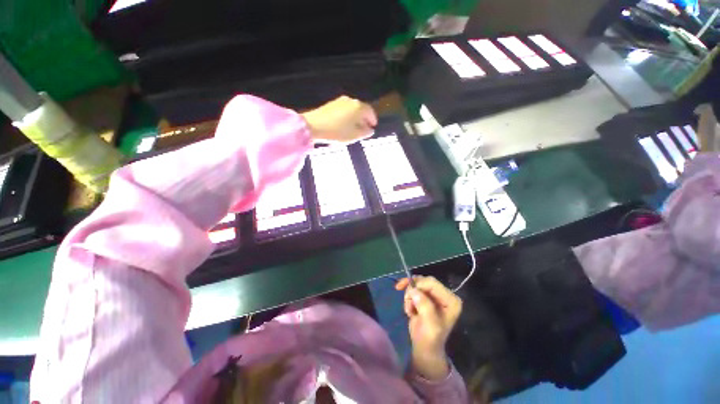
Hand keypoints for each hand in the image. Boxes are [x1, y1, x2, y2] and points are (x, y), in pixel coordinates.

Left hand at [301, 96, 376, 144]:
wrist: (313, 126)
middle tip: (364, 128)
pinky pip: (344, 110)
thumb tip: (370, 130)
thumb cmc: (338, 132)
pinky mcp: (331, 104)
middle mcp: (351, 101)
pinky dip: (347, 116)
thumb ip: (365, 132)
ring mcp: (340, 101)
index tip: (373, 126)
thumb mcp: (354, 135)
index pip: (370, 112)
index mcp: (359, 107)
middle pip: (361, 109)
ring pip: (352, 109)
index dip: (373, 120)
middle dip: (364, 119)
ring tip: (354, 128)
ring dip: (355, 118)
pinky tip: (344, 124)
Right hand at [396, 276, 462, 380]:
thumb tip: (414, 291)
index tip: (407, 294)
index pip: (433, 283)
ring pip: (417, 284)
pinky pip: (414, 288)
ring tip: (409, 309)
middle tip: (406, 301)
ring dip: (409, 294)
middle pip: (424, 281)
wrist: (424, 349)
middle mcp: (444, 295)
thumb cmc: (430, 339)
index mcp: (451, 300)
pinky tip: (410, 308)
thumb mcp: (430, 325)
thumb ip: (425, 306)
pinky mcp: (427, 297)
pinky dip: (408, 296)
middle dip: (412, 289)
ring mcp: (435, 295)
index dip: (418, 285)